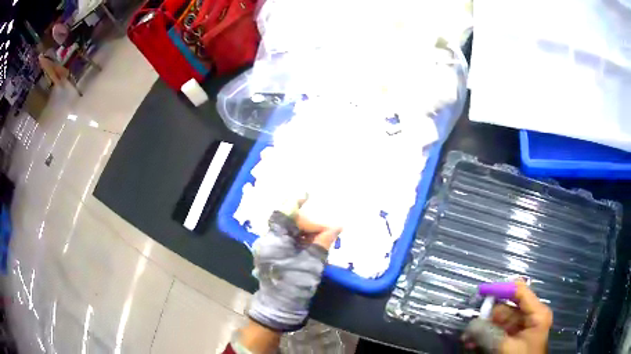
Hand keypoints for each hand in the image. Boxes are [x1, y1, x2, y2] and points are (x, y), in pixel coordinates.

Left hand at [247, 210, 340, 332]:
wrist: (280, 308)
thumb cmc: (295, 285)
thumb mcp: (312, 263)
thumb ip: (323, 242)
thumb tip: (337, 226)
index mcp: (273, 240)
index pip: (283, 214)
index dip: (295, 202)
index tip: (308, 194)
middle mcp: (267, 241)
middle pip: (287, 222)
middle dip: (307, 222)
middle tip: (327, 226)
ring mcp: (268, 250)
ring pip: (287, 232)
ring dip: (305, 230)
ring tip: (323, 232)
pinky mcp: (272, 257)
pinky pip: (286, 241)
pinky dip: (300, 239)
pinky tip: (314, 241)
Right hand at [463, 281, 552, 353]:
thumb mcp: (507, 347)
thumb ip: (490, 335)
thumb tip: (471, 325)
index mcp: (536, 312)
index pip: (519, 291)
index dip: (501, 289)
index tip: (482, 292)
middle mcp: (530, 316)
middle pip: (506, 308)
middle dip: (486, 318)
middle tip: (469, 327)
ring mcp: (521, 328)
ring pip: (498, 323)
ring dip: (482, 330)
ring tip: (467, 339)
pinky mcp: (513, 338)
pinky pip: (497, 333)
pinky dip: (485, 338)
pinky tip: (473, 344)